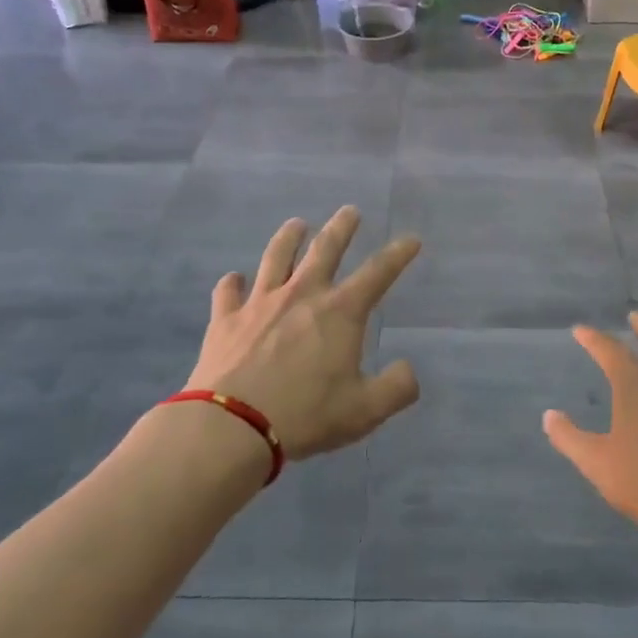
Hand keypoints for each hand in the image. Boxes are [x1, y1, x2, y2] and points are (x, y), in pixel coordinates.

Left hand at [184, 207, 421, 459]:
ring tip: (296, 224)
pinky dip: (232, 283)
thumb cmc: (306, 415)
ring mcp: (260, 303)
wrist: (234, 426)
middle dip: (341, 228)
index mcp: (340, 312)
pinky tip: (233, 279)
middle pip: (325, 250)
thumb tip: (408, 370)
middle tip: (350, 211)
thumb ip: (396, 388)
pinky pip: (228, 292)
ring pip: (276, 258)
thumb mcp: (365, 410)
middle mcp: (302, 295)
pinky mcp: (226, 319)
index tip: (411, 239)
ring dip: (288, 238)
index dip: (398, 254)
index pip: (378, 273)